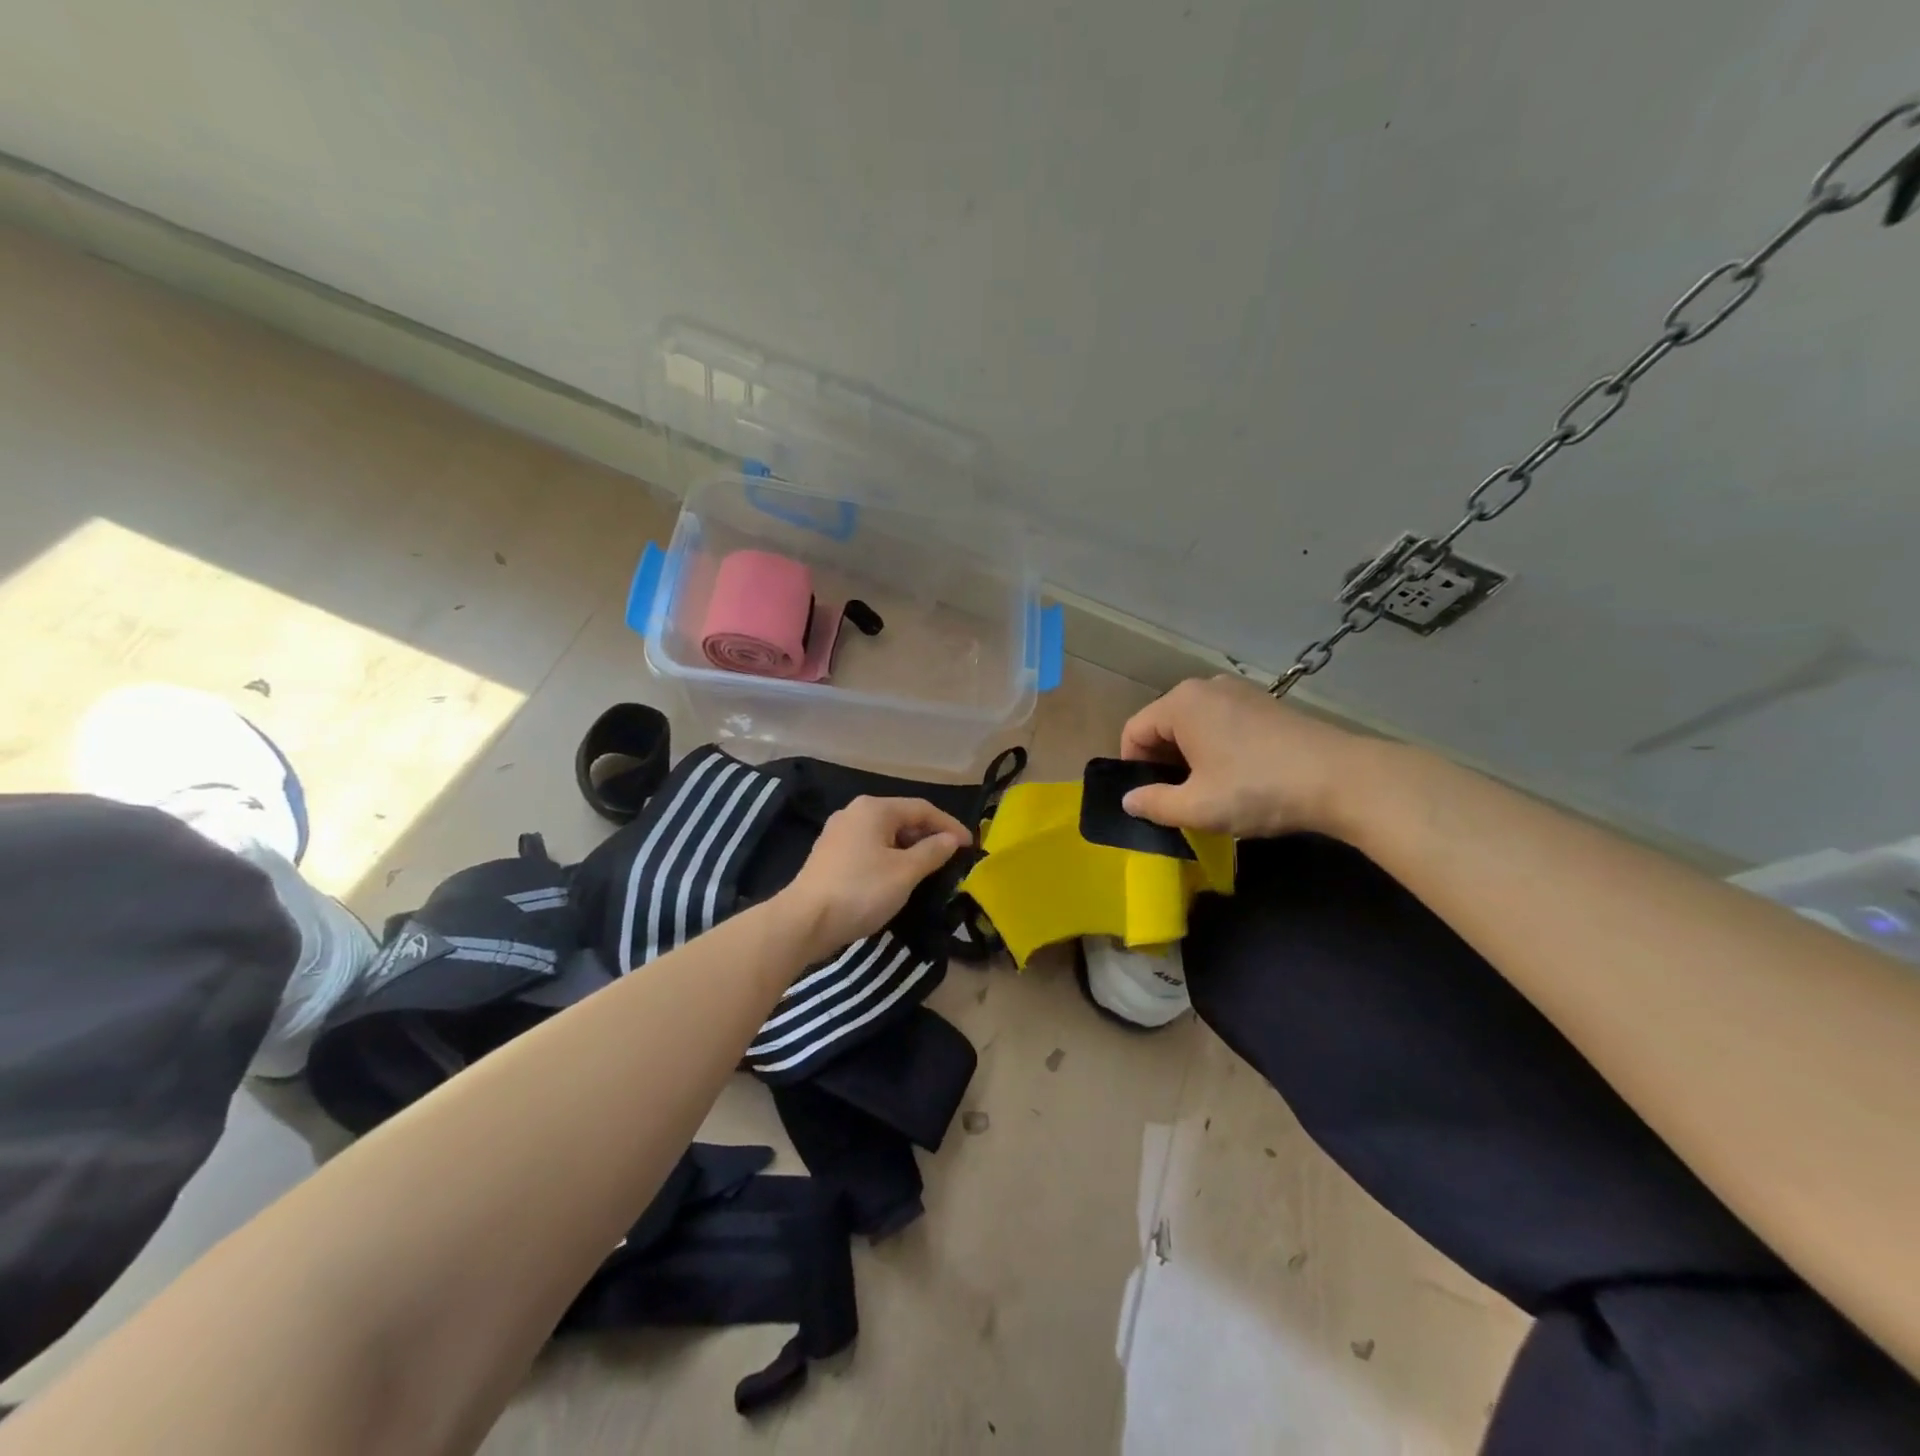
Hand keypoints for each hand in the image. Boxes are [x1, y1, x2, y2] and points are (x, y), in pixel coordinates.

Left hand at [780, 796, 971, 958]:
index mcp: (874, 809)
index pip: (922, 809)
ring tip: (930, 870)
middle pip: (902, 818)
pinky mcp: (829, 855)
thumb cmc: (860, 891)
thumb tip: (952, 839)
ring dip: (910, 849)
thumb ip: (933, 852)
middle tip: (952, 859)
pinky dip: (889, 857)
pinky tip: (898, 877)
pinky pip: (869, 848)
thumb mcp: (905, 872)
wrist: (803, 921)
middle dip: (929, 837)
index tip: (971, 846)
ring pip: (885, 834)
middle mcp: (855, 813)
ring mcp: (838, 833)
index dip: (950, 826)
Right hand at [1119, 675, 1372, 839]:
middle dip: (1163, 764)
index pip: (1135, 731)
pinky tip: (1238, 779)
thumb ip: (1154, 804)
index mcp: (1181, 703)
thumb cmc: (1257, 789)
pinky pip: (1223, 724)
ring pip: (1194, 726)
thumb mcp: (1197, 807)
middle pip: (1164, 726)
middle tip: (1176, 802)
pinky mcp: (1267, 705)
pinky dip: (1217, 750)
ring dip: (1190, 759)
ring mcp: (1240, 692)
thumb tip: (1129, 801)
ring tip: (1208, 793)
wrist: (1342, 780)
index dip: (1133, 768)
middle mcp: (1206, 688)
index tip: (1148, 800)